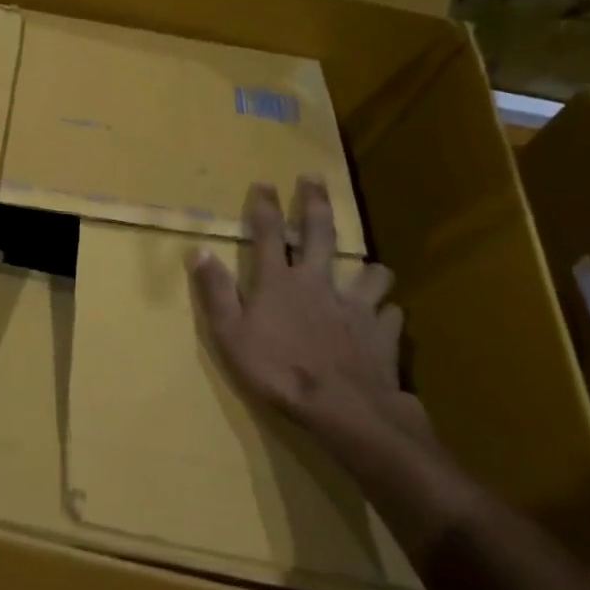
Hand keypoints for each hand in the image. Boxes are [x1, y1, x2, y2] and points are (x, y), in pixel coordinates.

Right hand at [188, 177, 431, 445]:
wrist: (344, 410)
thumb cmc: (278, 372)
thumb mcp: (230, 335)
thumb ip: (215, 291)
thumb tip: (198, 250)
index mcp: (279, 282)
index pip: (268, 233)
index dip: (264, 205)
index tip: (264, 182)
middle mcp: (319, 282)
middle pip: (320, 234)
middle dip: (315, 203)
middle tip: (315, 178)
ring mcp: (355, 306)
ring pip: (371, 272)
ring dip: (369, 268)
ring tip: (369, 269)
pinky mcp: (383, 333)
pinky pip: (391, 314)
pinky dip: (387, 313)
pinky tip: (385, 320)